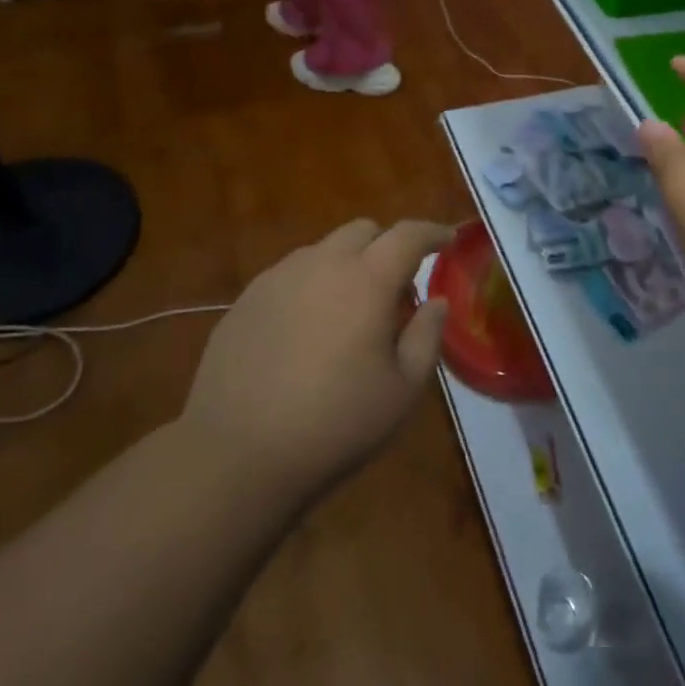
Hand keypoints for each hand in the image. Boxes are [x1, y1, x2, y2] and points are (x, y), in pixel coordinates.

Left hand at [181, 219, 452, 498]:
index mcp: (367, 280)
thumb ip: (427, 336)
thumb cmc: (334, 425)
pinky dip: (311, 285)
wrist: (236, 455)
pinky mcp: (246, 299)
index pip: (408, 234)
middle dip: (387, 246)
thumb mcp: (403, 390)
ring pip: (324, 249)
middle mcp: (322, 264)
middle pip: (363, 230)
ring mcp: (278, 278)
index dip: (433, 232)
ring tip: (348, 312)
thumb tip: (436, 303)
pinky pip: (290, 274)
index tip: (448, 240)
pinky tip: (306, 330)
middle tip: (395, 290)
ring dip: (347, 265)